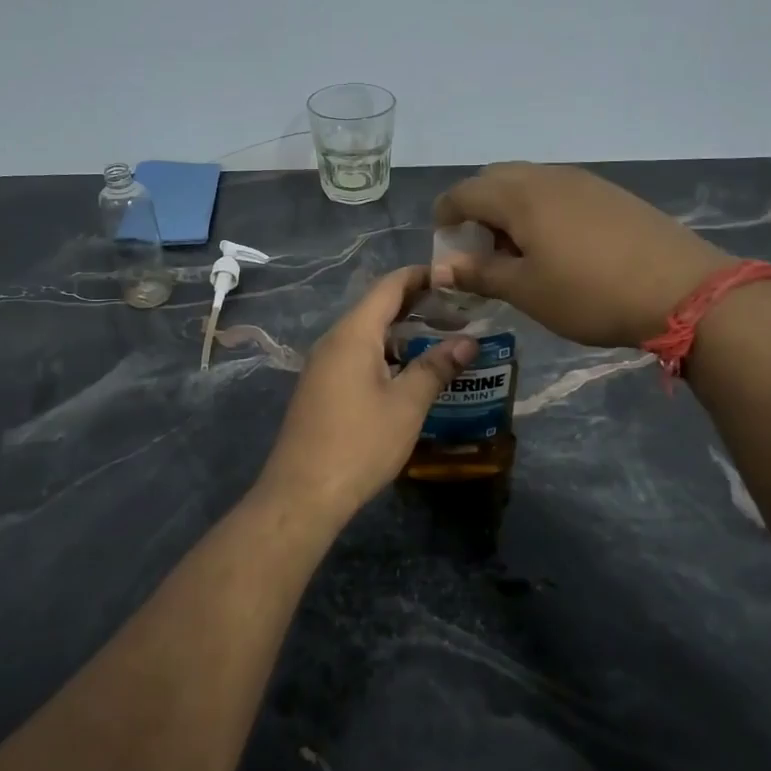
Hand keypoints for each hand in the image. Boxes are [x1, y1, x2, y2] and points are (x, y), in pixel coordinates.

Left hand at [257, 266, 475, 522]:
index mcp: (353, 334)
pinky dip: (386, 355)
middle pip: (377, 309)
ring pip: (367, 336)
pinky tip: (409, 375)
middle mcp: (333, 341)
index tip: (454, 278)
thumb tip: (468, 341)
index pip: (388, 287)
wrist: (302, 492)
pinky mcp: (321, 389)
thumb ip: (435, 367)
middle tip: (458, 314)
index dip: (421, 277)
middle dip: (417, 306)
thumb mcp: (406, 405)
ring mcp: (323, 366)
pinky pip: (357, 357)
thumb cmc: (359, 443)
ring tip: (442, 343)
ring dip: (402, 335)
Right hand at [433, 163, 733, 348]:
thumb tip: (442, 266)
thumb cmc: (589, 293)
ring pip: (529, 183)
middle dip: (477, 208)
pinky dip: (540, 210)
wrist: (681, 289)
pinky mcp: (611, 194)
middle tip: (479, 249)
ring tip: (517, 252)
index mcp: (520, 196)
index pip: (465, 192)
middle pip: (496, 179)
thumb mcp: (526, 291)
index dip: (445, 214)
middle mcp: (548, 177)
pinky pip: (558, 191)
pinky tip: (556, 247)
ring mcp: (584, 181)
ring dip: (509, 209)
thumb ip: (480, 274)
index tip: (443, 242)